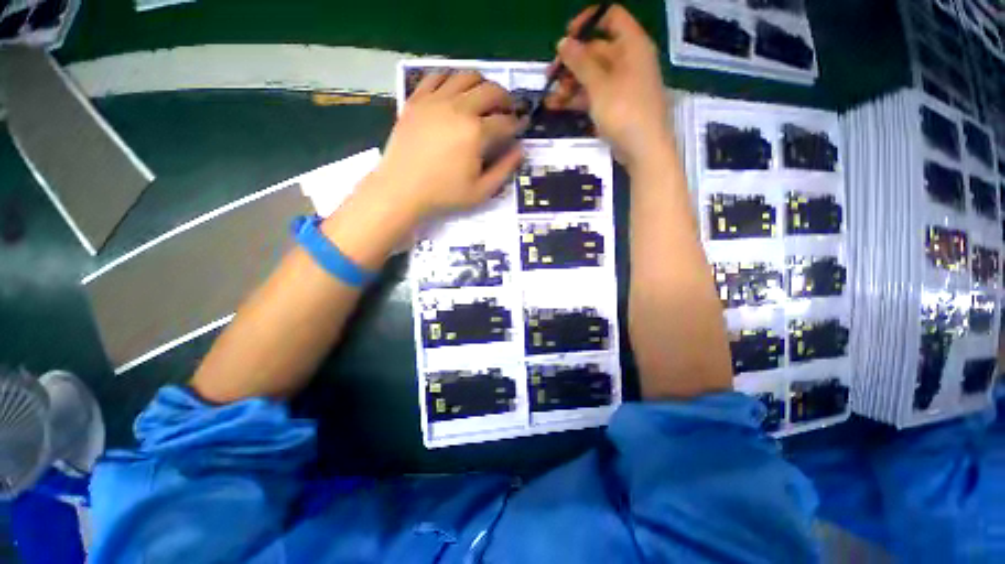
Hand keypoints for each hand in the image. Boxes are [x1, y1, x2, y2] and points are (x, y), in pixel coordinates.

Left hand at [369, 71, 524, 220]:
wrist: (402, 190)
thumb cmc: (444, 195)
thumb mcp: (481, 191)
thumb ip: (504, 170)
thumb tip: (520, 150)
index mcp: (476, 133)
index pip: (505, 122)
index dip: (517, 124)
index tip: (521, 127)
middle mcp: (458, 108)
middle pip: (490, 90)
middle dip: (505, 99)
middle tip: (508, 109)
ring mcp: (435, 100)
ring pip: (466, 76)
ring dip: (482, 84)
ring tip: (484, 97)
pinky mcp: (416, 99)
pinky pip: (436, 76)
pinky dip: (450, 79)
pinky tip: (454, 91)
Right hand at [549, 5, 671, 167]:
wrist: (644, 150)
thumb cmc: (625, 111)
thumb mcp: (599, 85)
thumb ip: (580, 62)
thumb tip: (563, 42)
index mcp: (632, 45)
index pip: (611, 17)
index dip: (587, 23)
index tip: (565, 38)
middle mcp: (628, 60)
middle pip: (596, 51)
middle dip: (571, 63)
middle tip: (550, 77)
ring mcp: (622, 85)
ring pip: (592, 76)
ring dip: (570, 85)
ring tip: (551, 99)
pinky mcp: (616, 106)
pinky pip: (595, 95)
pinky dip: (578, 99)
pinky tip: (558, 107)